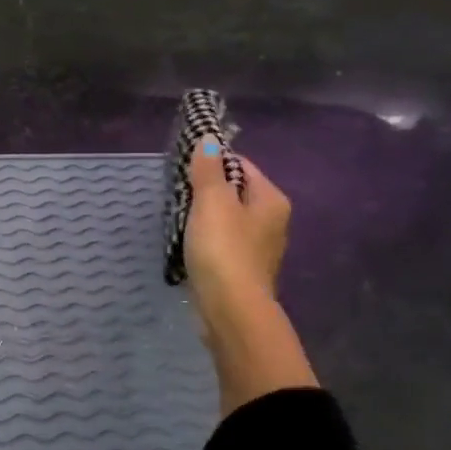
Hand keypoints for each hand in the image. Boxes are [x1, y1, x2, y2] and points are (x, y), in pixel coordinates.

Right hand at [183, 135, 318, 412]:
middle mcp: (272, 222)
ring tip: (178, 220)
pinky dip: (205, 241)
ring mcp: (259, 249)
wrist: (230, 310)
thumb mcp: (212, 202)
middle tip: (178, 195)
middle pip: (235, 193)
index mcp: (271, 200)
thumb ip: (208, 169)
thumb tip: (209, 139)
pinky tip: (188, 247)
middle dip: (206, 191)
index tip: (185, 169)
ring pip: (227, 220)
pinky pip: (222, 244)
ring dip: (204, 218)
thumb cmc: (223, 249)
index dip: (213, 163)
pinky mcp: (243, 271)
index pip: (241, 165)